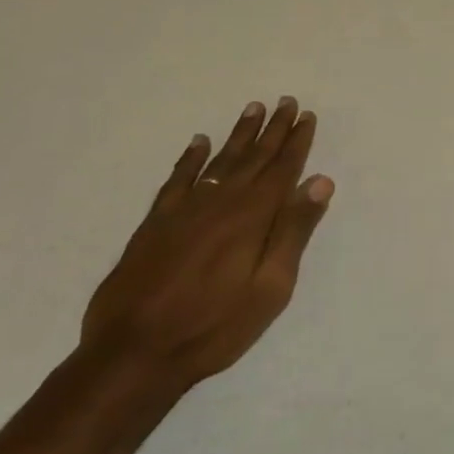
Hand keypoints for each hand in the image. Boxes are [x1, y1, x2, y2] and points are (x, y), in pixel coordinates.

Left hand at [82, 98, 332, 390]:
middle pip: (253, 158)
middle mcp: (220, 203)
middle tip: (286, 101)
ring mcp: (184, 210)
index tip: (306, 115)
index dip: (296, 142)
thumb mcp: (270, 288)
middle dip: (273, 130)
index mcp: (252, 217)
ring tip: (253, 109)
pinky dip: (190, 159)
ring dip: (238, 135)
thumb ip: (294, 232)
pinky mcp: (156, 224)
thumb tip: (319, 182)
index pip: (281, 169)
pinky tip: (199, 143)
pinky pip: (178, 179)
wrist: (134, 353)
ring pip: (219, 161)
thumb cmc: (214, 326)